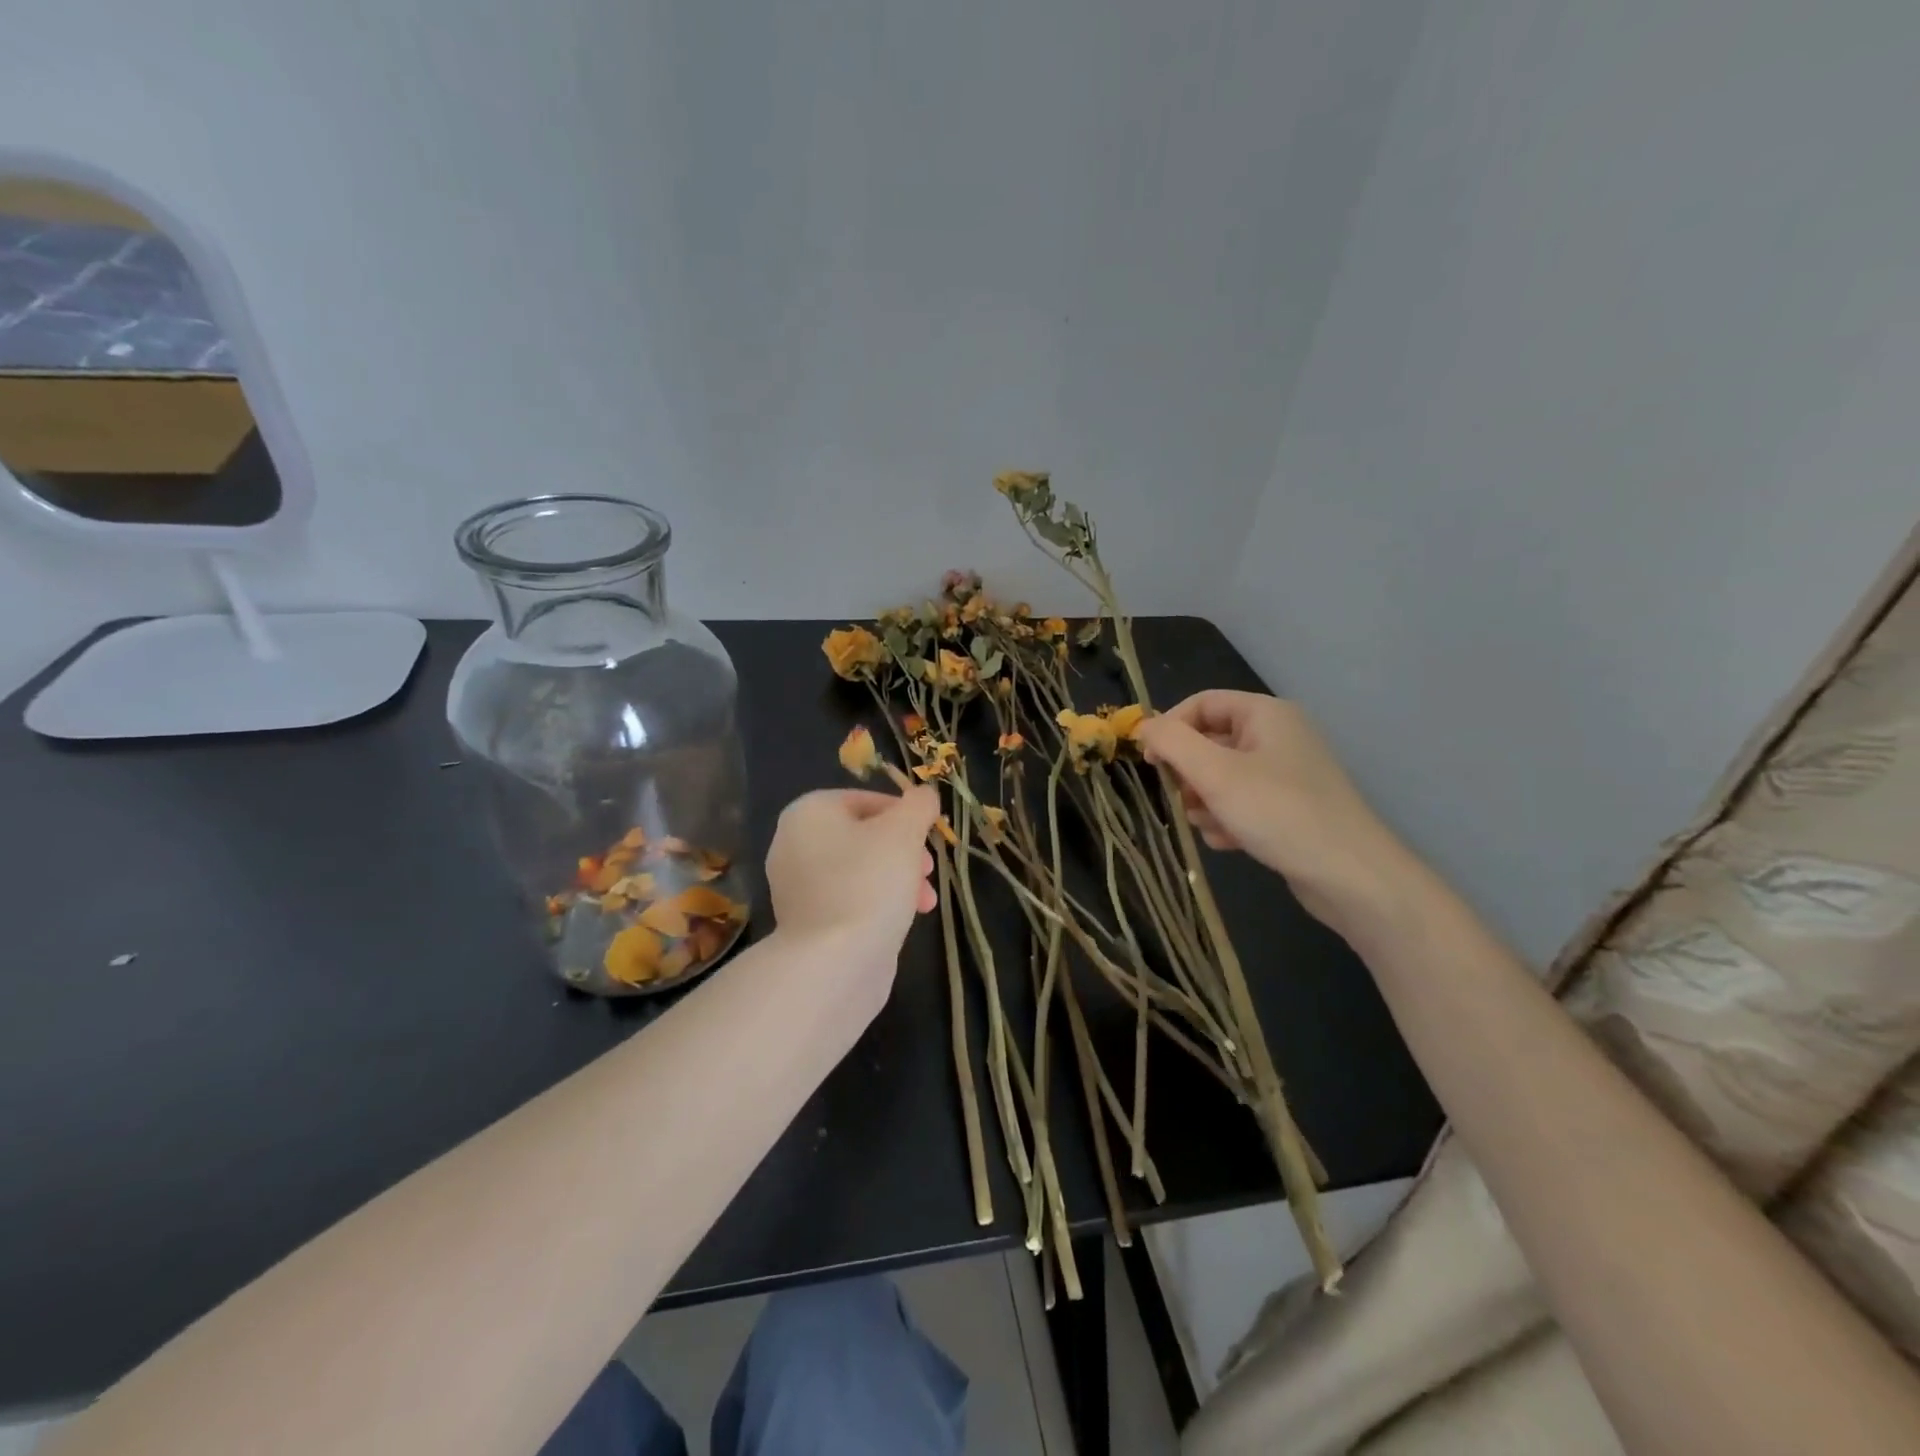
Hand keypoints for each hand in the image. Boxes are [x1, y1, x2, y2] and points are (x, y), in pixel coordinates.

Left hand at [765, 786, 940, 992]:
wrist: (834, 963)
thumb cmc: (869, 882)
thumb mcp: (904, 831)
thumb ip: (918, 805)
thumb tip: (924, 795)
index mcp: (808, 813)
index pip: (866, 799)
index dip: (905, 814)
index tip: (930, 835)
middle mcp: (794, 844)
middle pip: (865, 835)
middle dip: (905, 850)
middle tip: (928, 869)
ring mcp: (798, 887)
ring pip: (861, 870)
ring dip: (899, 878)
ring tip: (926, 901)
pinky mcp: (808, 922)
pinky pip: (851, 899)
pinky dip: (879, 903)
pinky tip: (905, 919)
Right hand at [1134, 691, 1411, 928]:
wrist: (1350, 876)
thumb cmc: (1279, 812)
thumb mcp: (1215, 773)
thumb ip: (1173, 743)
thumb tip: (1144, 727)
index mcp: (1266, 714)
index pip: (1201, 704)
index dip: (1170, 728)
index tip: (1149, 762)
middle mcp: (1277, 736)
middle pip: (1210, 742)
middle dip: (1188, 773)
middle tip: (1180, 799)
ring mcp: (1285, 774)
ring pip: (1221, 777)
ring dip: (1205, 801)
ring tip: (1210, 825)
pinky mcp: (1288, 808)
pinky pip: (1242, 803)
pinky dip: (1228, 819)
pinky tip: (1229, 842)